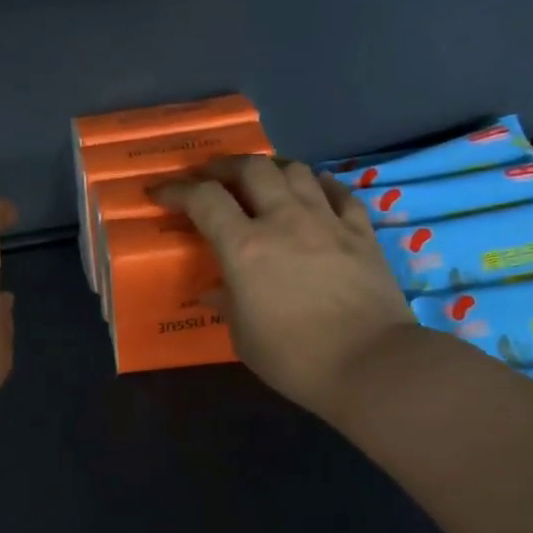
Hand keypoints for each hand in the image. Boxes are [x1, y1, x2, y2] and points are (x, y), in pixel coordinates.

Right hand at [152, 157, 415, 414]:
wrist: (371, 364)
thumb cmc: (293, 357)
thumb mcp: (242, 335)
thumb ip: (226, 303)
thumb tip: (216, 290)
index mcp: (245, 248)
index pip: (204, 200)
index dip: (177, 190)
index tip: (161, 193)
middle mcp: (284, 221)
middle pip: (252, 169)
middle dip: (224, 167)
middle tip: (210, 178)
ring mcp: (327, 222)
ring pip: (296, 170)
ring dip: (270, 169)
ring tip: (259, 180)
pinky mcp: (362, 232)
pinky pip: (338, 192)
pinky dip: (318, 185)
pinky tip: (312, 191)